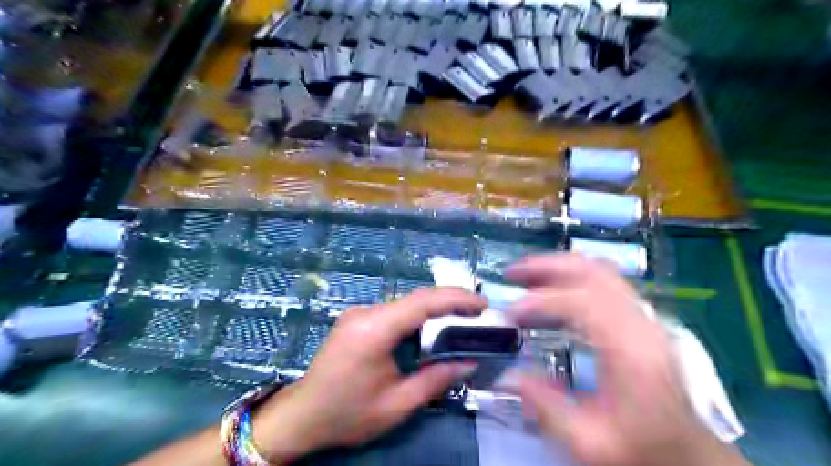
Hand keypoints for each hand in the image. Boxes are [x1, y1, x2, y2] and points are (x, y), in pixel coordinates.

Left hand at [253, 288, 487, 461]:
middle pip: (415, 298)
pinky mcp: (357, 318)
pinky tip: (432, 327)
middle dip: (450, 300)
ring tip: (462, 318)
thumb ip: (436, 380)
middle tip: (479, 310)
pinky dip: (418, 316)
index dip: (455, 299)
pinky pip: (394, 311)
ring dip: (434, 308)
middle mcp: (365, 312)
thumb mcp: (396, 405)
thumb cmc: (348, 413)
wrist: (302, 415)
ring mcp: (359, 313)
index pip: (422, 303)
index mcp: (374, 330)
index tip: (482, 304)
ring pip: (406, 303)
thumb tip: (469, 362)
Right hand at [507, 254, 746, 465]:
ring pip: (600, 271)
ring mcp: (643, 317)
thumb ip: (546, 407)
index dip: (541, 301)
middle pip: (593, 273)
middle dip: (548, 266)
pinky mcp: (640, 319)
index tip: (511, 313)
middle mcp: (639, 323)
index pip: (581, 304)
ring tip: (528, 273)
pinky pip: (606, 281)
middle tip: (514, 273)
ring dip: (560, 266)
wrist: (687, 452)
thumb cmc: (642, 446)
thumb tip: (508, 376)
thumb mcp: (590, 442)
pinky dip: (575, 275)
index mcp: (630, 351)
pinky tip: (555, 285)